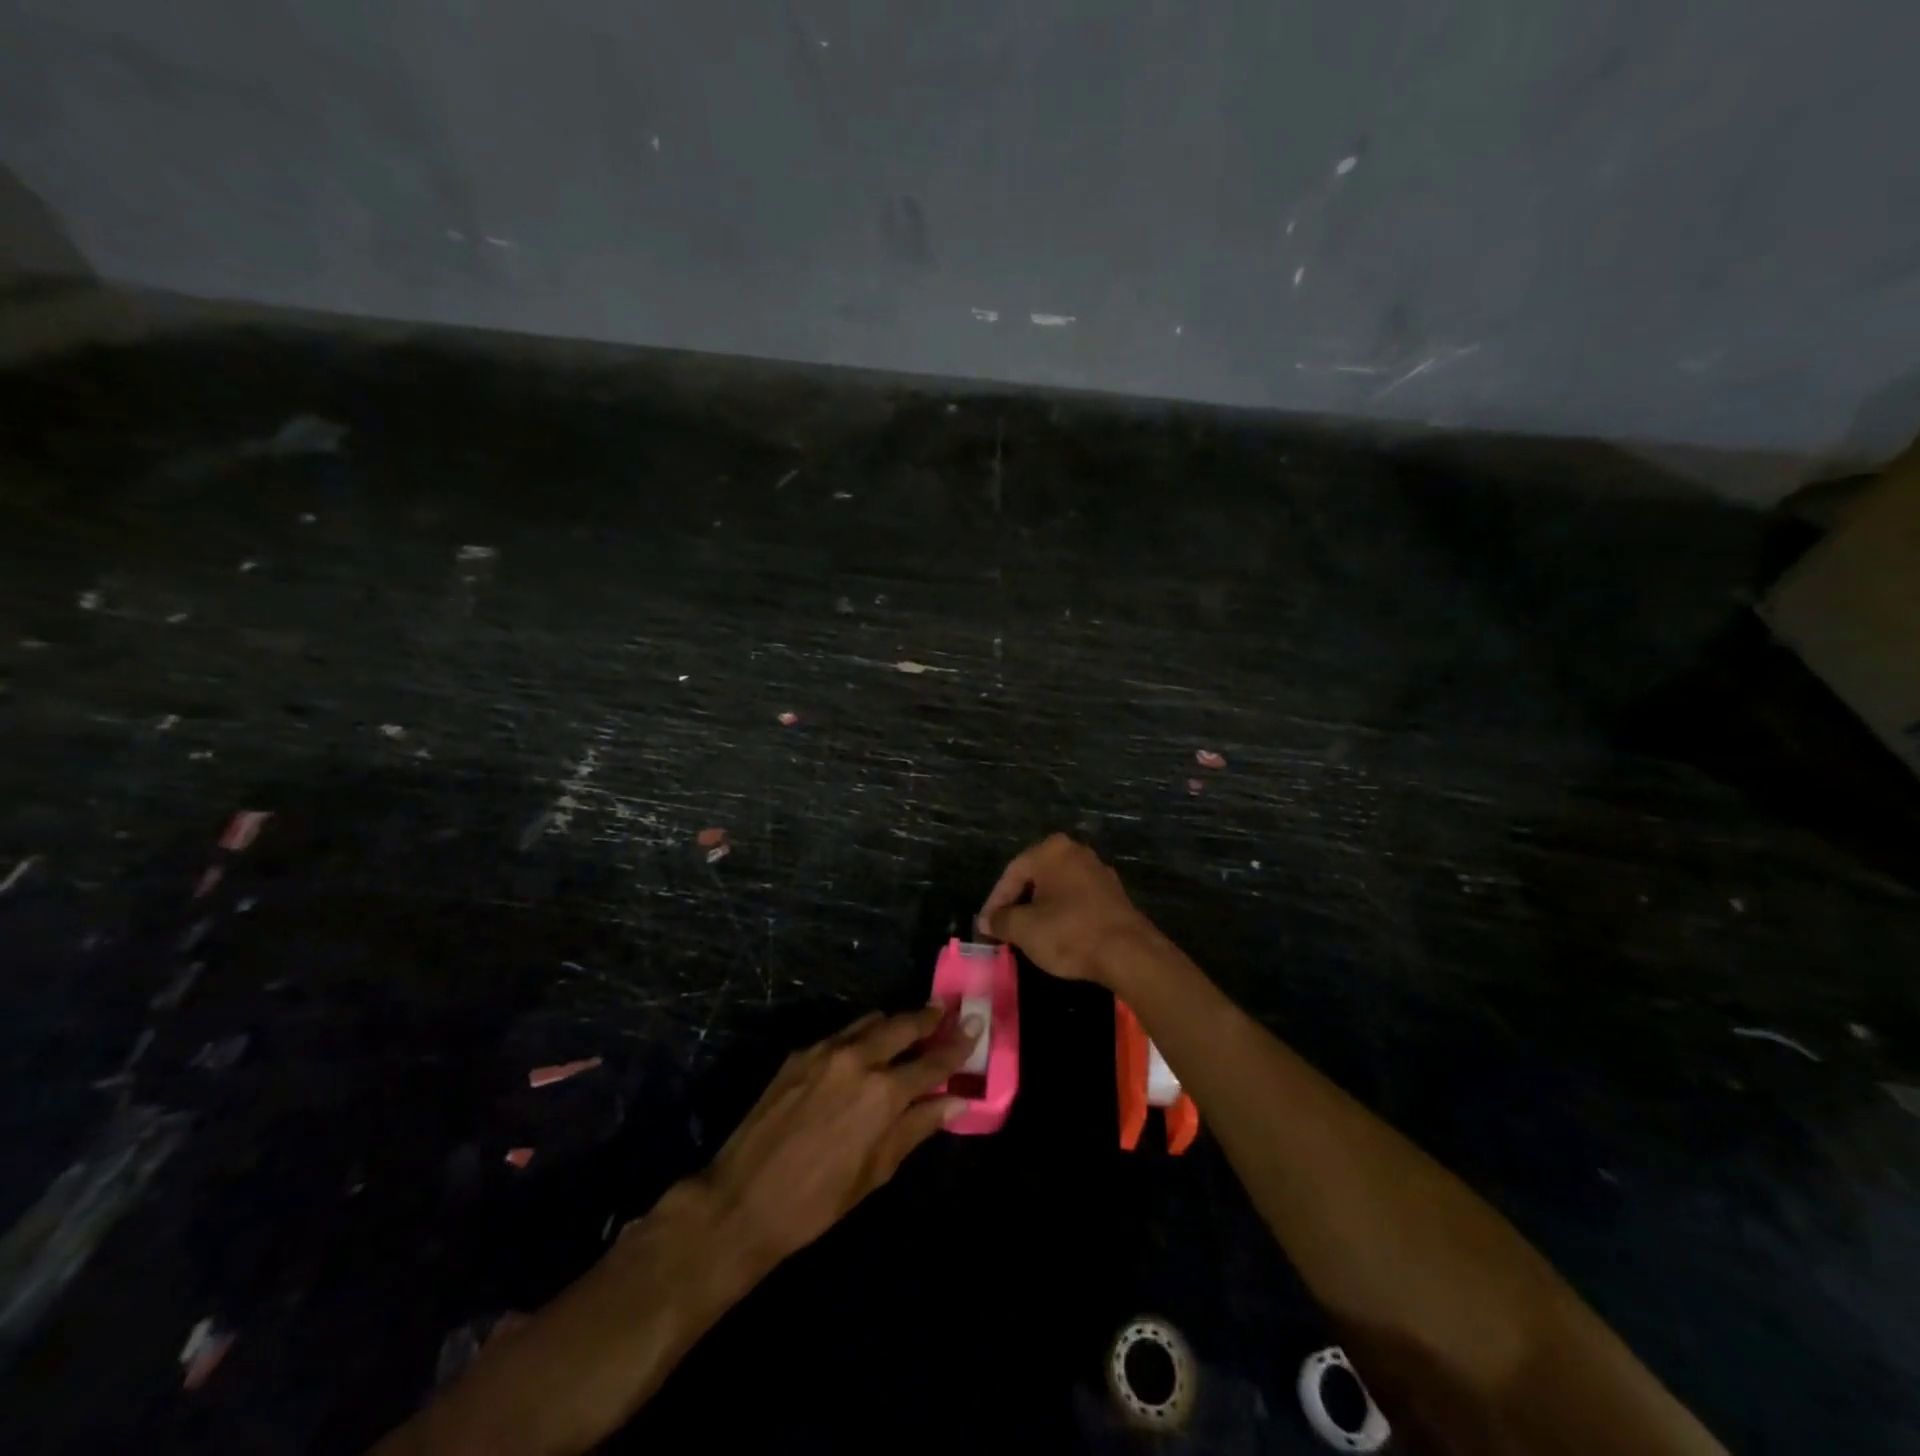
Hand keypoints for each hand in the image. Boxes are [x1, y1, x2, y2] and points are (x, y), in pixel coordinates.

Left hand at [701, 1005, 979, 1267]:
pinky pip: (842, 1033)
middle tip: (945, 1011)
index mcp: (883, 1092)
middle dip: (928, 1017)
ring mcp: (825, 1050)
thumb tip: (956, 1101)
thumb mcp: (877, 1171)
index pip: (933, 1061)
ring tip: (908, 1029)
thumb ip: (917, 1127)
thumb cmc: (818, 1200)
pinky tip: (863, 1051)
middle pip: (904, 1024)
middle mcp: (858, 1059)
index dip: (957, 1045)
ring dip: (894, 1023)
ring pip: (871, 1021)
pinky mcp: (800, 1053)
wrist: (743, 1199)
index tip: (975, 1026)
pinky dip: (861, 1036)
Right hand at [977, 834, 1159, 984]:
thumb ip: (1000, 920)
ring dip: (1039, 910)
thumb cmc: (1069, 933)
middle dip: (1017, 904)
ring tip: (1027, 935)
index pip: (1011, 874)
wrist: (1128, 953)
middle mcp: (1076, 852)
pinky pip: (1076, 899)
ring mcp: (1098, 871)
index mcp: (1051, 850)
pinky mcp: (1113, 894)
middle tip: (1003, 929)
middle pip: (1035, 877)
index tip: (985, 928)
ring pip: (1057, 889)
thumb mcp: (1023, 929)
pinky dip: (1062, 914)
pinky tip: (1057, 935)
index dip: (994, 903)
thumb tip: (988, 920)